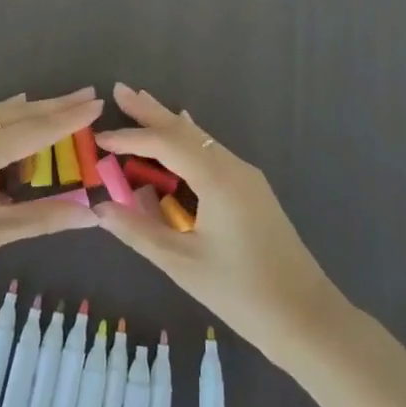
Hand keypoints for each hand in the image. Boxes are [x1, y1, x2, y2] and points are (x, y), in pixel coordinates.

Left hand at [0, 88, 102, 306]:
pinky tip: (12, 122)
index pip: (37, 128)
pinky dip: (3, 121)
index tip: (98, 101)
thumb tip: (92, 213)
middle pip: (18, 113)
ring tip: (58, 106)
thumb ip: (44, 217)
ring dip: (29, 112)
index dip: (70, 116)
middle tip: (86, 94)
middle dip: (54, 105)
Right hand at [93, 83, 342, 355]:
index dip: (131, 138)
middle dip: (151, 112)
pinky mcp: (252, 191)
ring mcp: (246, 177)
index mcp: (217, 178)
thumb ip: (139, 231)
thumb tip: (99, 208)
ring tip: (141, 104)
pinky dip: (188, 142)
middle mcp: (233, 167)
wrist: (306, 317)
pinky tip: (182, 134)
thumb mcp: (182, 264)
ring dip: (169, 124)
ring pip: (200, 140)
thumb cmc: (241, 292)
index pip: (165, 144)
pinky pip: (212, 154)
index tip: (99, 137)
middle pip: (185, 130)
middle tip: (120, 90)